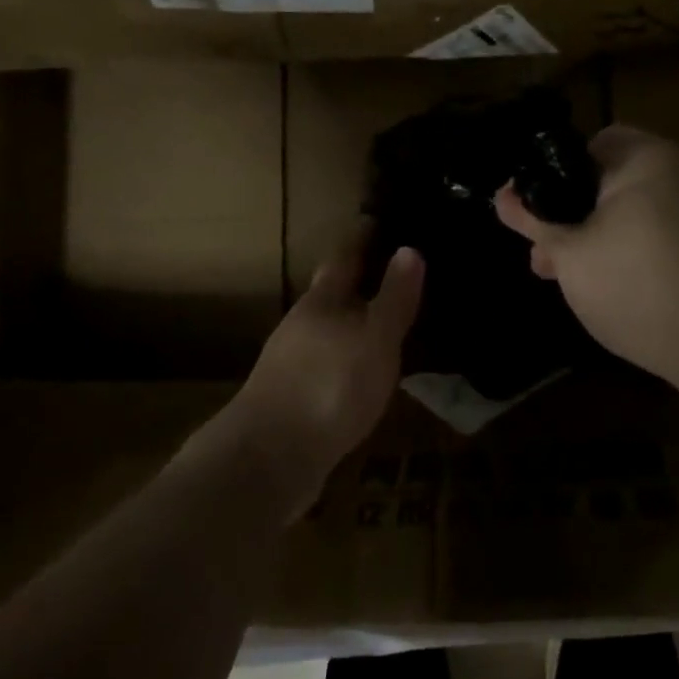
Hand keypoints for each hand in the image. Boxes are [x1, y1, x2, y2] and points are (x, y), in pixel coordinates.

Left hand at [235, 224, 423, 506]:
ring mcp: (291, 363)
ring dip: (350, 322)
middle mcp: (301, 325)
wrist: (269, 459)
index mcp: (322, 302)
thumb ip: (394, 298)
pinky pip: (325, 363)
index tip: (375, 219)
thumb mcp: (375, 339)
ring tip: (381, 321)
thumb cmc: (329, 386)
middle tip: (388, 270)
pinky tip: (359, 372)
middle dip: (356, 281)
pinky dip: (345, 356)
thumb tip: (409, 248)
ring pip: (327, 330)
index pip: (344, 257)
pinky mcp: (290, 398)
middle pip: (330, 293)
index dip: (361, 238)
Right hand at [494, 126, 678, 387]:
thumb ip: (533, 219)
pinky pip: (656, 231)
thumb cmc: (634, 284)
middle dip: (569, 215)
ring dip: (593, 236)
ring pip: (630, 210)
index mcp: (648, 157)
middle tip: (542, 254)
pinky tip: (604, 285)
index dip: (552, 174)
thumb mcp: (569, 253)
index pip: (590, 144)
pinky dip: (627, 248)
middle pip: (609, 180)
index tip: (533, 212)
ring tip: (562, 276)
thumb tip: (501, 195)